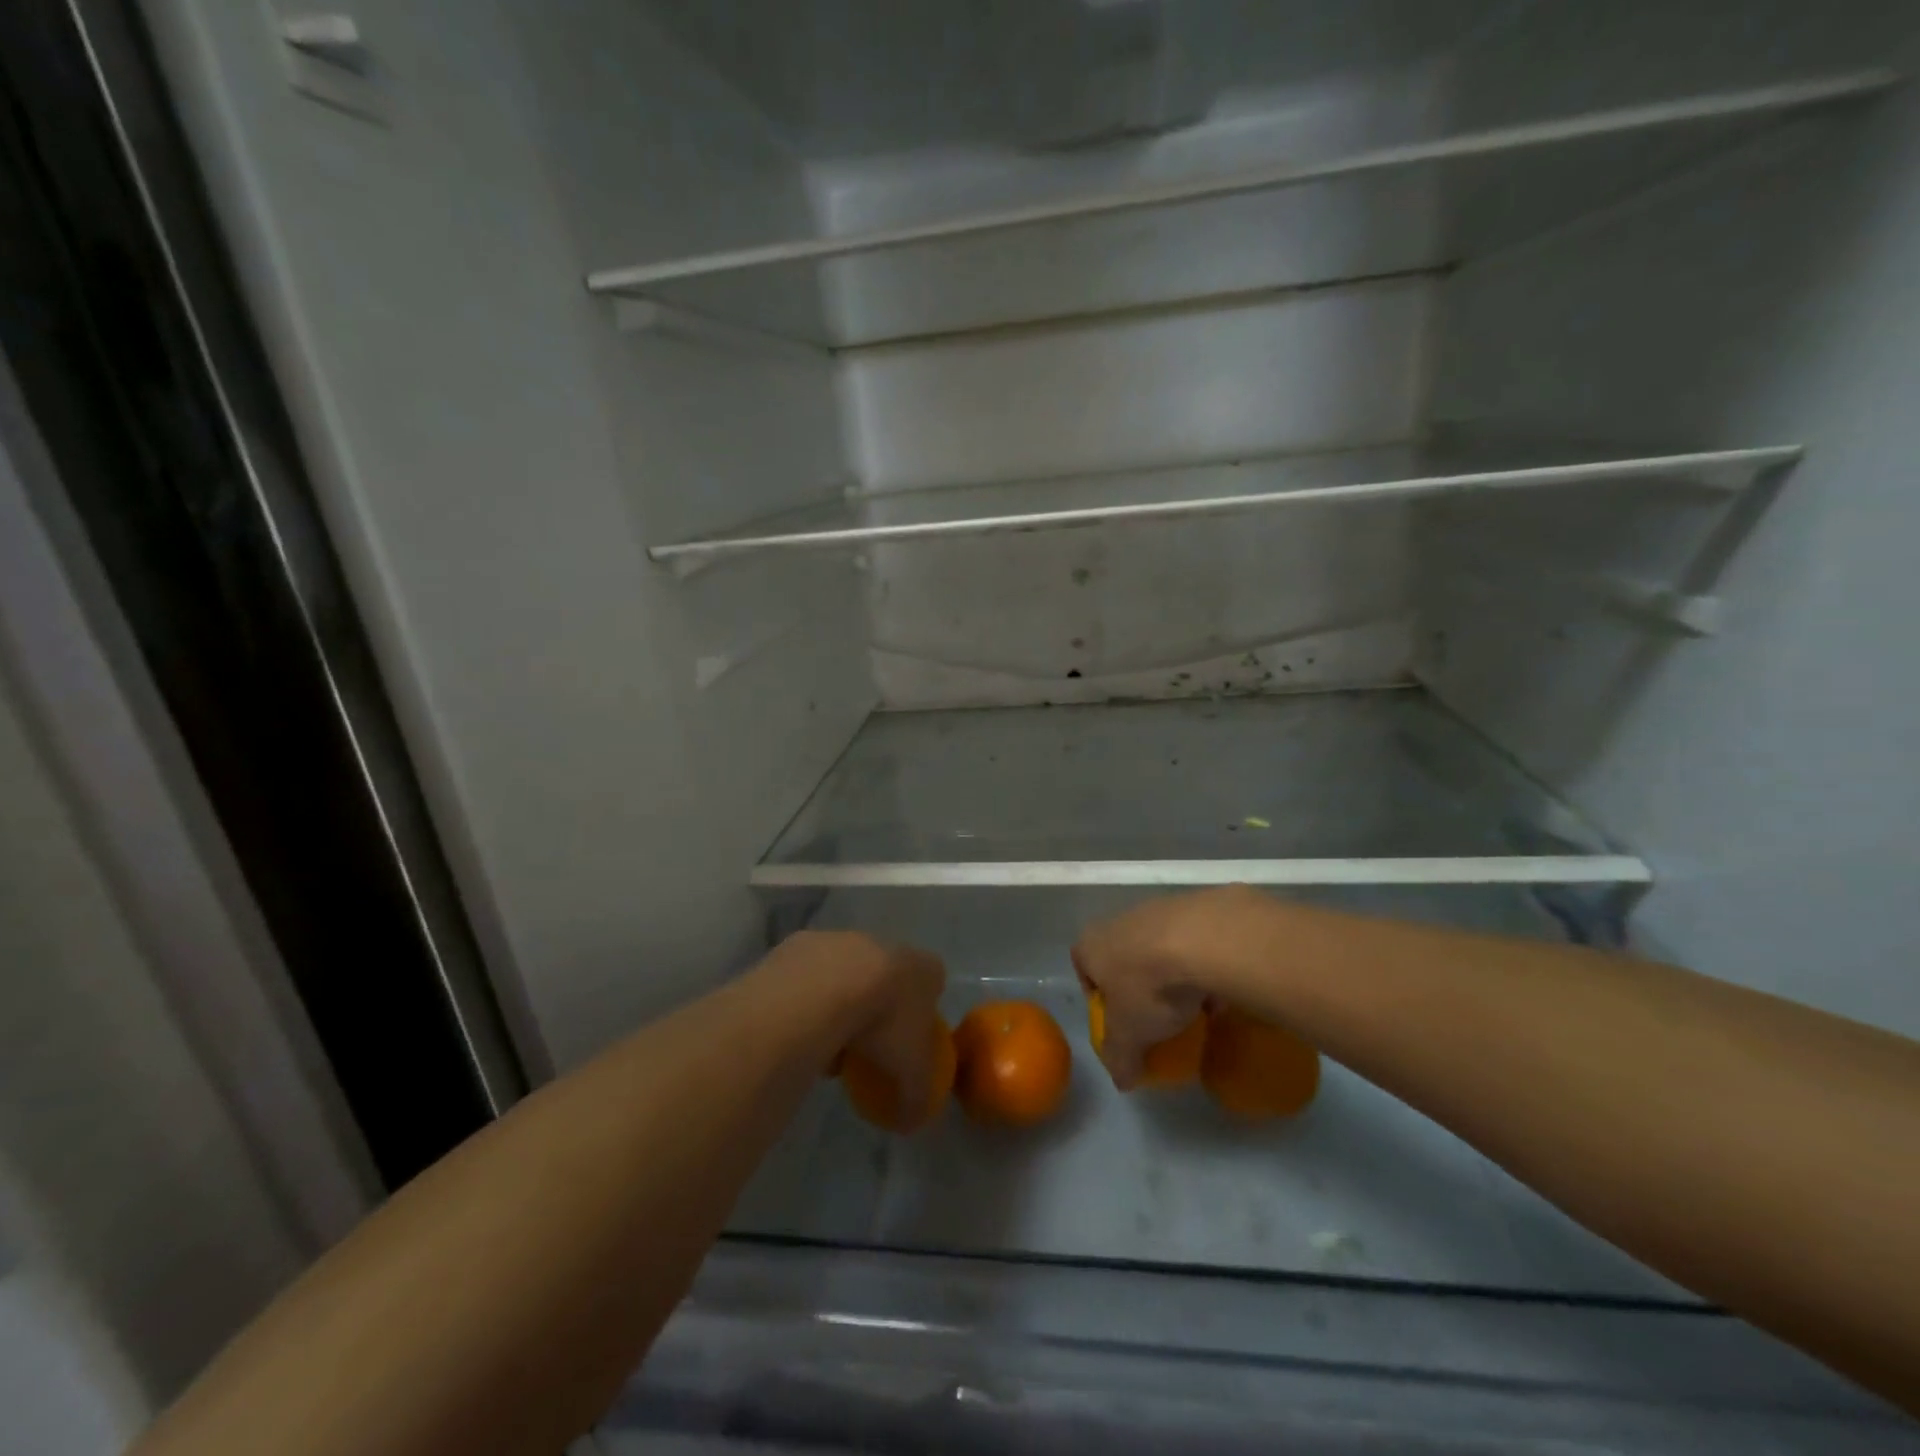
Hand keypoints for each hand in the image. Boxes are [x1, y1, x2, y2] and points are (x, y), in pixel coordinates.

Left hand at [769, 930, 947, 1131]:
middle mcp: (885, 943)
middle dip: (878, 1003)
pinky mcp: (802, 944)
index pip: (933, 980)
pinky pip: (809, 975)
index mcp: (922, 967)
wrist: (823, 991)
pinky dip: (806, 996)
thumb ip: (917, 1096)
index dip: (922, 1009)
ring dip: (839, 999)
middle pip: (887, 974)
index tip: (907, 1039)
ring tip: (825, 1040)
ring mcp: (842, 939)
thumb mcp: (911, 1071)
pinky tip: (798, 1026)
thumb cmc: (884, 1024)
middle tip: (865, 1041)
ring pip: (845, 972)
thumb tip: (912, 1121)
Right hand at [1071, 886, 1271, 1088]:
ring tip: (1192, 1005)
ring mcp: (1155, 910)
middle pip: (1122, 957)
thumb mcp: (1129, 1035)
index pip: (1084, 969)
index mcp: (1090, 945)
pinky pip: (1191, 942)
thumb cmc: (1147, 987)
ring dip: (1171, 974)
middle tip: (1156, 1014)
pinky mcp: (1192, 907)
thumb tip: (1121, 1081)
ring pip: (1158, 948)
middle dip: (1138, 985)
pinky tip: (1218, 988)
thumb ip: (1121, 1057)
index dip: (1099, 997)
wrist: (1200, 940)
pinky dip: (1200, 964)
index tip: (1120, 1021)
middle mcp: (1117, 921)